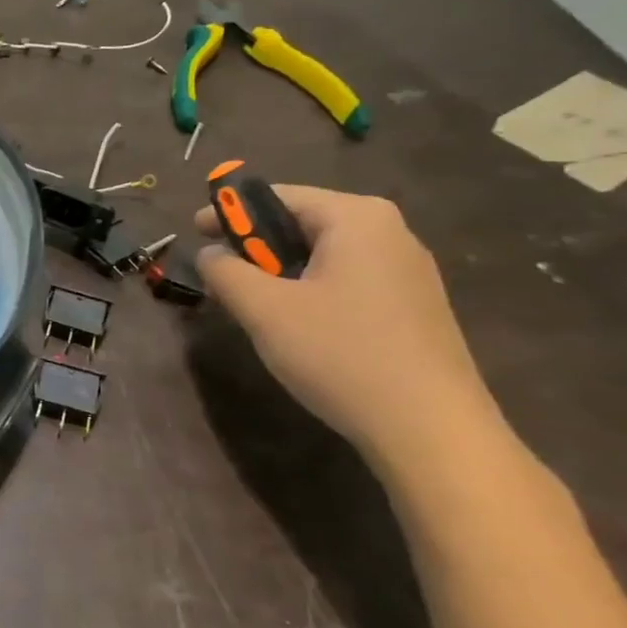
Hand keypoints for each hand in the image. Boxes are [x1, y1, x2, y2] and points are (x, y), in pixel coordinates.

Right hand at [193, 186, 499, 463]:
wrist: (431, 431)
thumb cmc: (340, 354)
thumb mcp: (264, 310)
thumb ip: (225, 272)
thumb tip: (209, 254)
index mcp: (356, 218)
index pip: (278, 196)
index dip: (228, 212)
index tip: (195, 232)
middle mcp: (390, 232)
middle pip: (303, 223)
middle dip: (255, 246)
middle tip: (221, 275)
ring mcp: (409, 270)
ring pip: (324, 255)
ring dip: (281, 272)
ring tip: (254, 305)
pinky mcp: (415, 306)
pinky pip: (348, 280)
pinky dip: (312, 290)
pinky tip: (298, 327)